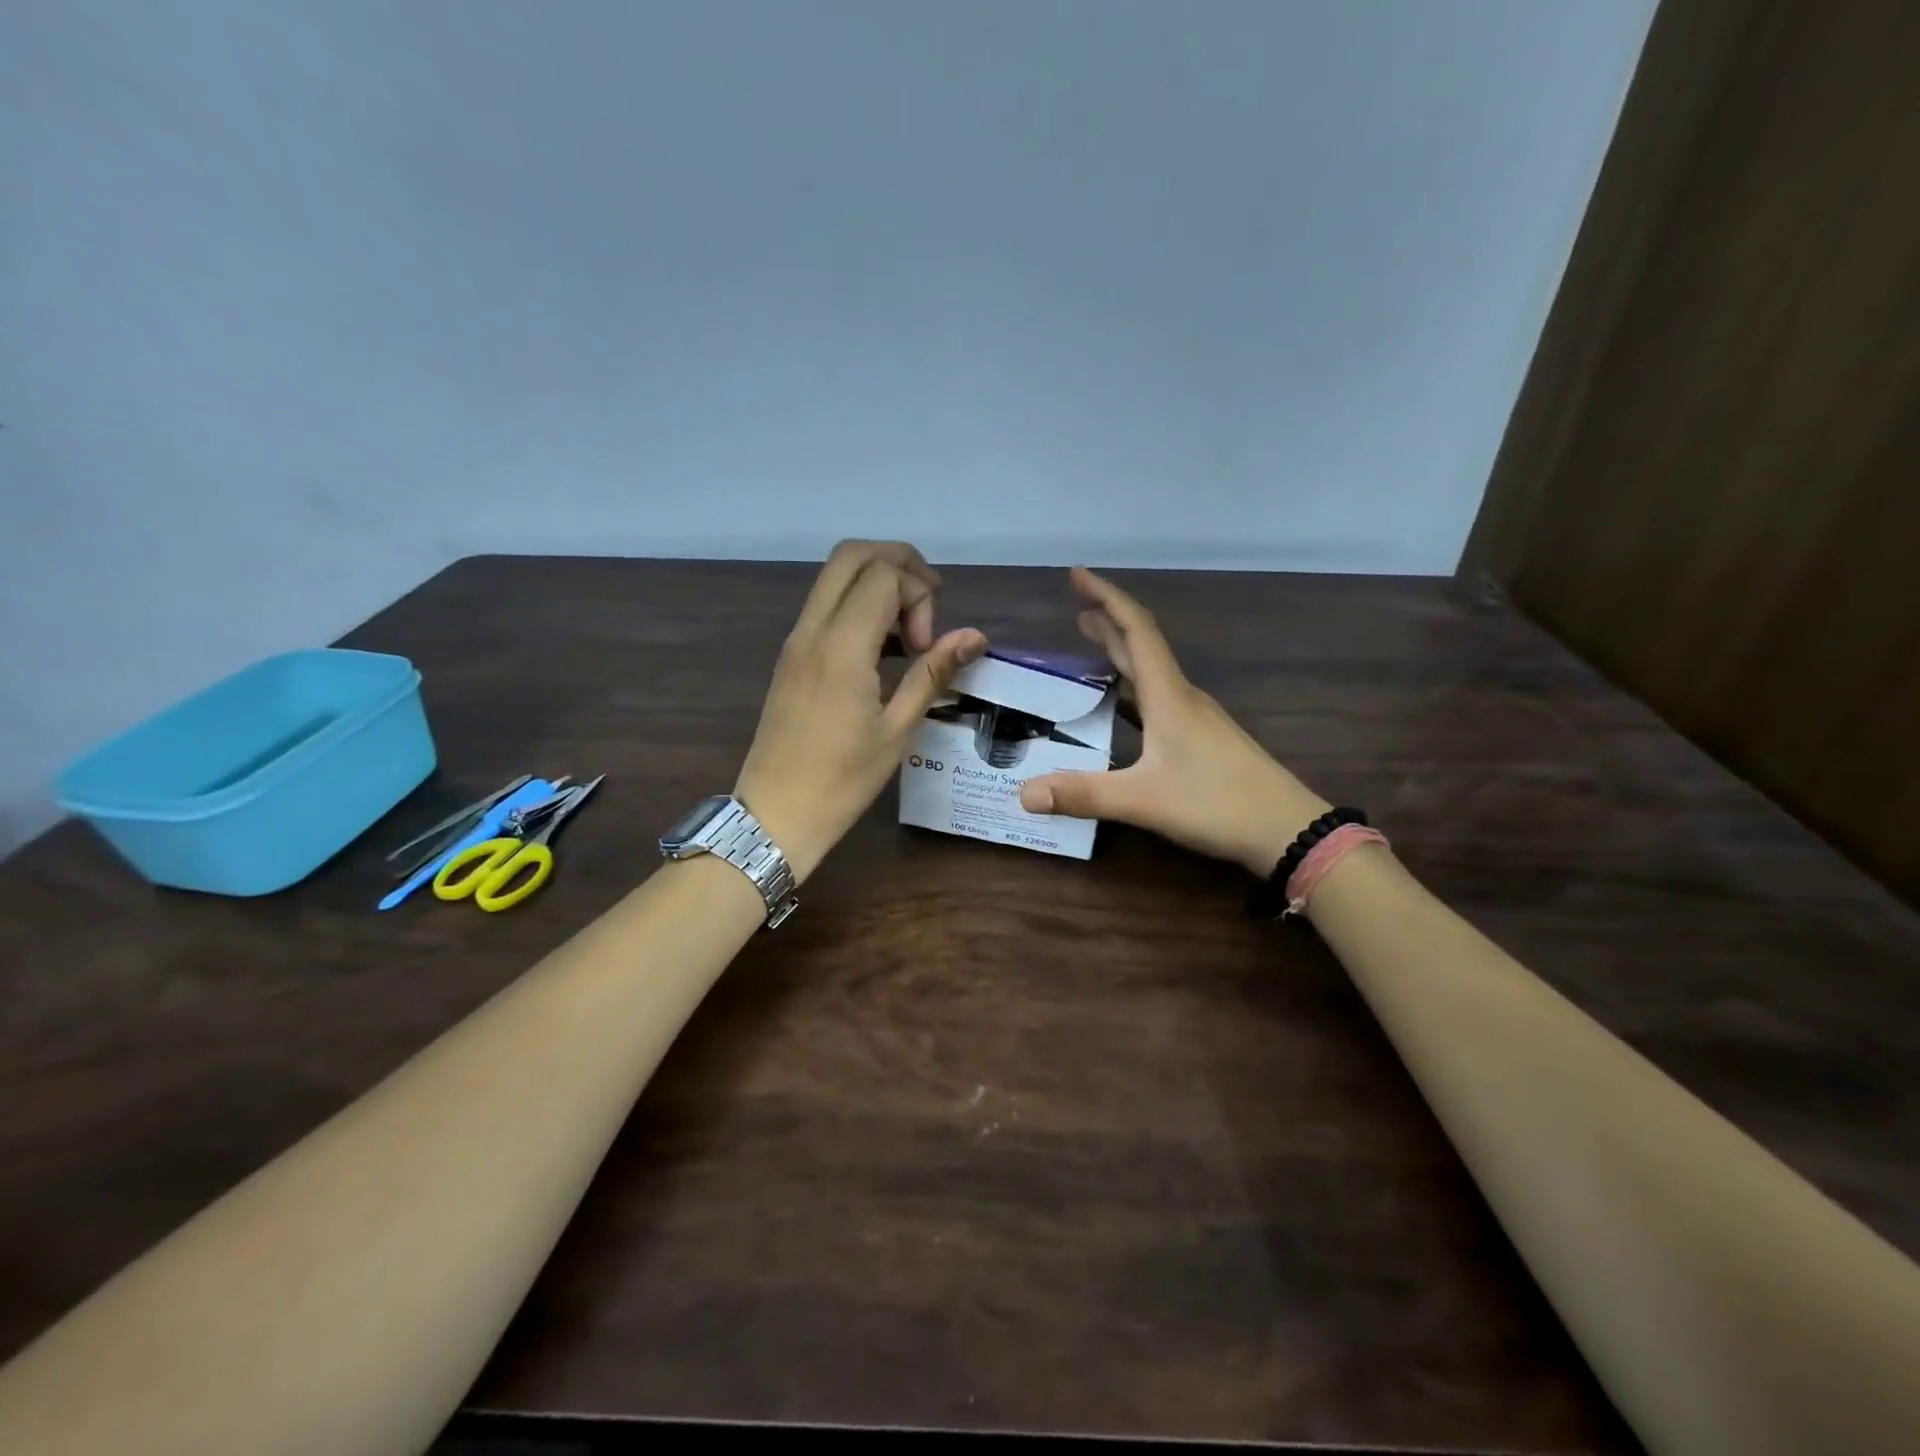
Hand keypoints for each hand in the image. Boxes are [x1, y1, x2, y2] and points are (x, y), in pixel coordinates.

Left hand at [735, 541, 986, 880]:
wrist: (775, 815)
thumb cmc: (842, 780)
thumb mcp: (898, 729)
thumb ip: (933, 673)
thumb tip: (974, 636)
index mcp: (841, 646)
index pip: (884, 575)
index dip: (919, 597)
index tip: (926, 648)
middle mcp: (812, 630)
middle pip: (853, 555)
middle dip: (899, 565)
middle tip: (928, 607)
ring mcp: (796, 640)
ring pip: (835, 577)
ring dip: (878, 585)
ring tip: (908, 635)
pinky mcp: (791, 656)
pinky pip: (825, 606)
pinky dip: (858, 606)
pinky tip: (882, 651)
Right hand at [1017, 567, 1330, 876]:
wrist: (1287, 831)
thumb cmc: (1217, 804)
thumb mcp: (1144, 800)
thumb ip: (1084, 795)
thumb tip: (1024, 793)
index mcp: (1168, 696)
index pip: (1135, 631)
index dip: (1106, 598)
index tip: (1078, 575)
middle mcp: (1182, 697)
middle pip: (1142, 646)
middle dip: (1109, 621)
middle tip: (1077, 606)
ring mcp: (1195, 718)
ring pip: (1151, 672)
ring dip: (1121, 652)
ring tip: (1092, 641)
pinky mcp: (1202, 738)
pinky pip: (1158, 698)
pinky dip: (1132, 687)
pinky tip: (1122, 703)